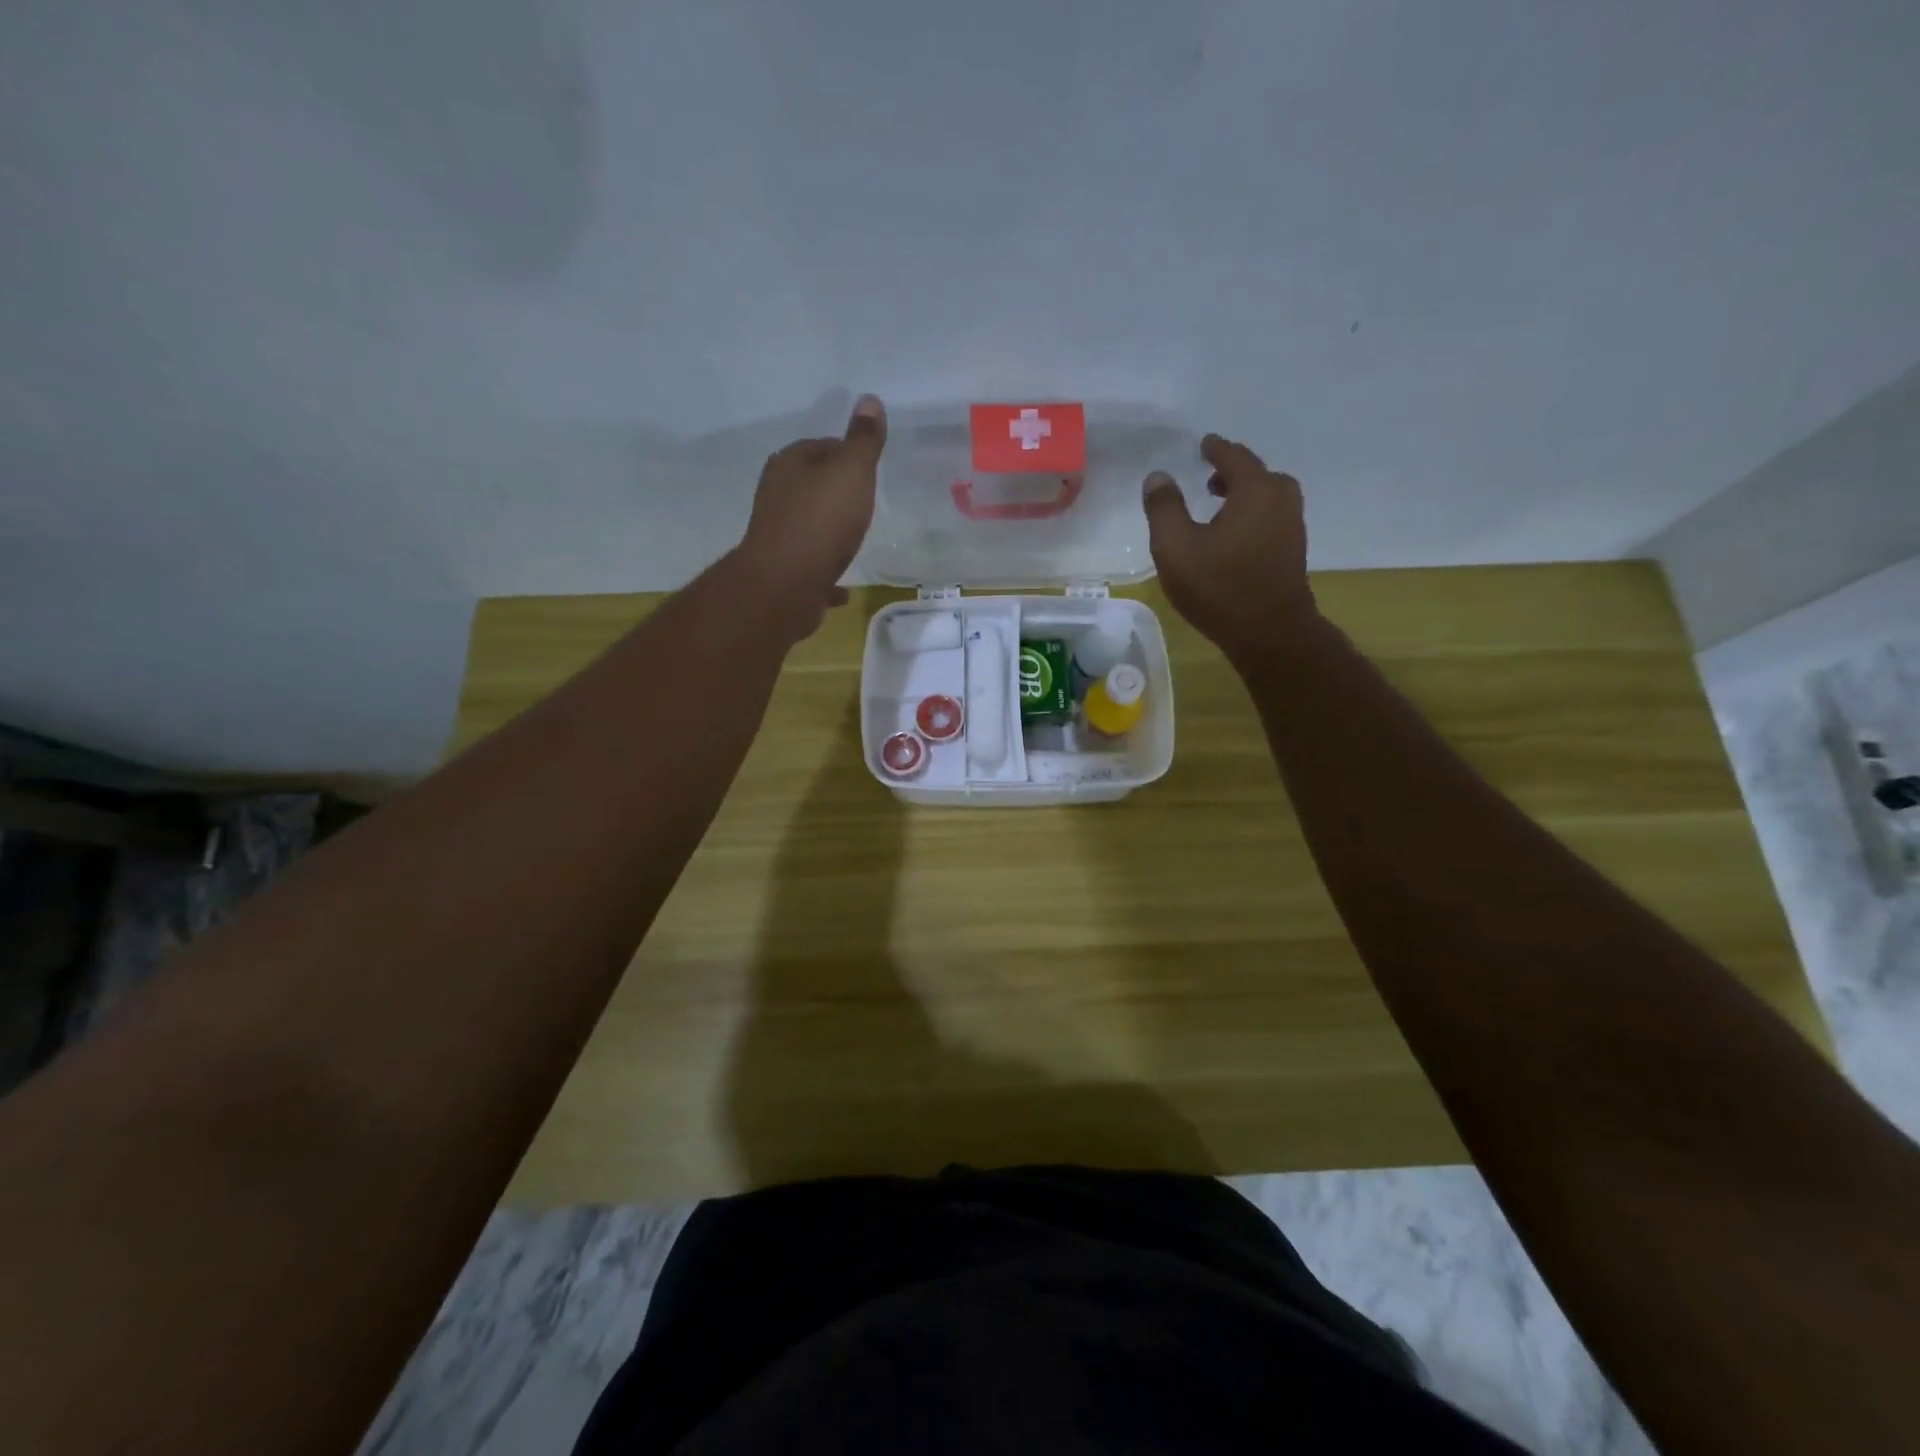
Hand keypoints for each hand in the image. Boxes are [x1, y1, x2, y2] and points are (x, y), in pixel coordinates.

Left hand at [736, 395, 886, 631]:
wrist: (784, 586)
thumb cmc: (821, 522)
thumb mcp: (851, 473)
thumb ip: (863, 441)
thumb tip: (869, 399)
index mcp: (790, 463)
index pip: (823, 446)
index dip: (849, 455)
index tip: (870, 471)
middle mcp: (777, 494)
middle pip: (813, 484)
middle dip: (837, 492)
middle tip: (866, 504)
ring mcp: (777, 533)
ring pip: (809, 524)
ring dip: (829, 529)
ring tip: (855, 538)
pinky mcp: (782, 569)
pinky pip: (811, 565)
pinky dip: (825, 571)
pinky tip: (842, 588)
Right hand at [1142, 434, 1318, 668]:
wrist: (1269, 632)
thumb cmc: (1218, 586)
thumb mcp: (1175, 547)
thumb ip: (1164, 508)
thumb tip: (1158, 476)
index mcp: (1254, 489)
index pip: (1234, 456)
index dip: (1216, 449)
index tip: (1204, 444)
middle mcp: (1280, 499)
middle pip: (1257, 473)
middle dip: (1233, 471)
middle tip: (1210, 477)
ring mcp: (1293, 526)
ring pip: (1268, 496)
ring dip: (1245, 494)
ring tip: (1220, 505)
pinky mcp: (1294, 551)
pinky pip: (1272, 517)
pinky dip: (1254, 514)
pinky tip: (1235, 534)